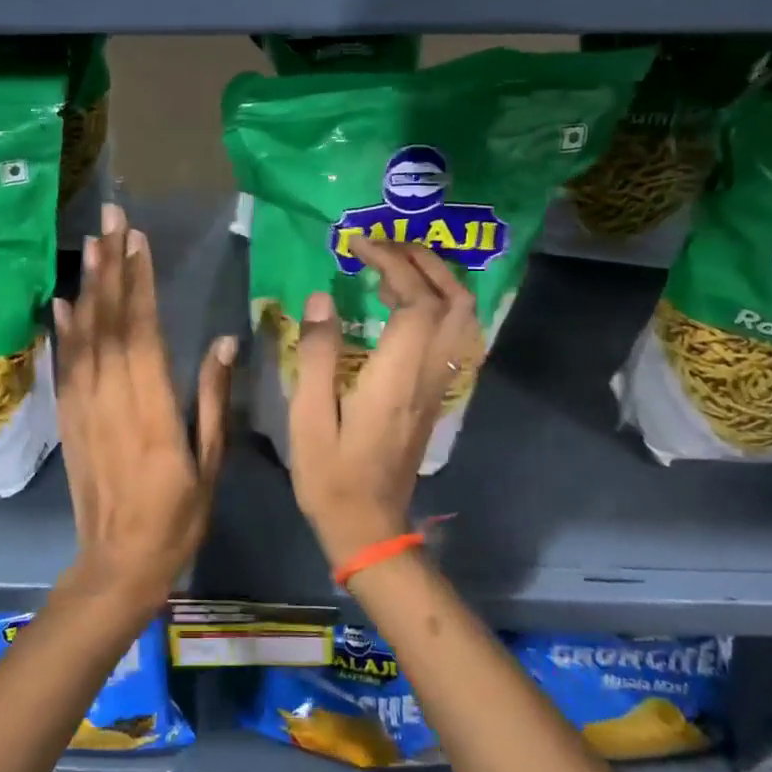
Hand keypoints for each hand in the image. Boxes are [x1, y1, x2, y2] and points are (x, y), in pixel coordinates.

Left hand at [53, 203, 236, 610]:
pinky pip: (65, 366)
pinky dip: (63, 330)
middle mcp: (112, 399)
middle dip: (111, 267)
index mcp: (153, 409)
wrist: (117, 564)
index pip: (143, 331)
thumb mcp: (210, 463)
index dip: (140, 283)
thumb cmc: (176, 518)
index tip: (138, 240)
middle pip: (109, 322)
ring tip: (90, 245)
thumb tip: (224, 341)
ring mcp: (84, 408)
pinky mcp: (68, 419)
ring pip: (84, 337)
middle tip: (109, 220)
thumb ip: (215, 400)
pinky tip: (62, 302)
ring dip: (87, 288)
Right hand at [287, 239, 481, 570]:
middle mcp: (428, 376)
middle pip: (453, 303)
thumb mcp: (309, 418)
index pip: (415, 302)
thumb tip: (322, 299)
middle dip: (425, 262)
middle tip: (385, 245)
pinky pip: (454, 337)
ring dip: (439, 281)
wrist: (369, 526)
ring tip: (398, 265)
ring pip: (462, 320)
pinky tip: (408, 304)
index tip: (359, 246)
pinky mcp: (436, 396)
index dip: (393, 264)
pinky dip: (440, 306)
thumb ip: (317, 355)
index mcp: (397, 378)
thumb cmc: (331, 475)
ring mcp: (438, 387)